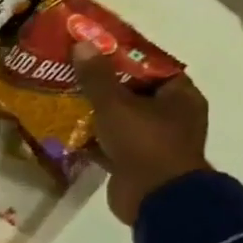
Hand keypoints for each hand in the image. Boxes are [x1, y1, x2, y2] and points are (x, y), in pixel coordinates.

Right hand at [73, 41, 210, 224]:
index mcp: (180, 97)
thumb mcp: (116, 104)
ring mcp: (153, 141)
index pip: (152, 67)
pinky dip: (91, 136)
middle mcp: (171, 116)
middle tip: (71, 70)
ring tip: (62, 95)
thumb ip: (96, 76)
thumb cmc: (145, 143)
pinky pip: (110, 142)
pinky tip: (65, 127)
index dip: (123, 56)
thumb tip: (81, 44)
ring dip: (94, 111)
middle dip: (102, 83)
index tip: (94, 49)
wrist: (156, 199)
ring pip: (119, 118)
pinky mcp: (135, 162)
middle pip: (133, 92)